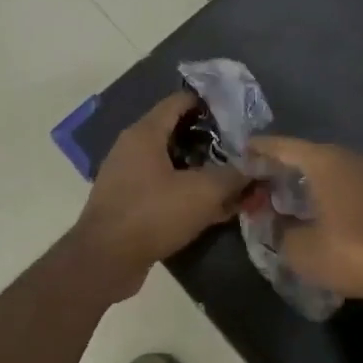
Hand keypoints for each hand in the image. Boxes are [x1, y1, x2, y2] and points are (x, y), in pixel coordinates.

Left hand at [72, 94, 248, 293]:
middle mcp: (133, 148)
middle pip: (178, 133)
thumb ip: (234, 176)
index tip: (239, 113)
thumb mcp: (202, 192)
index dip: (209, 103)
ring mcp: (129, 177)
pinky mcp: (130, 204)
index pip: (179, 102)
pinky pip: (166, 190)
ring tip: (236, 181)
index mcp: (145, 133)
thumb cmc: (152, 214)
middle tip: (244, 151)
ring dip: (203, 171)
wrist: (105, 260)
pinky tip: (216, 209)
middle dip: (212, 142)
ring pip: (174, 165)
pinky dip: (189, 194)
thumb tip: (258, 166)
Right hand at [246, 136, 362, 299]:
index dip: (260, 149)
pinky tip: (318, 205)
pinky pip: (346, 180)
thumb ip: (278, 230)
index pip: (283, 147)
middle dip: (283, 165)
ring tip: (286, 193)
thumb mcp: (301, 248)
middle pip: (307, 154)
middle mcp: (348, 157)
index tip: (242, 152)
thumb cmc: (349, 250)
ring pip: (329, 167)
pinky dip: (327, 187)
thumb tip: (271, 220)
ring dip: (307, 178)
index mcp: (324, 161)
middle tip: (261, 177)